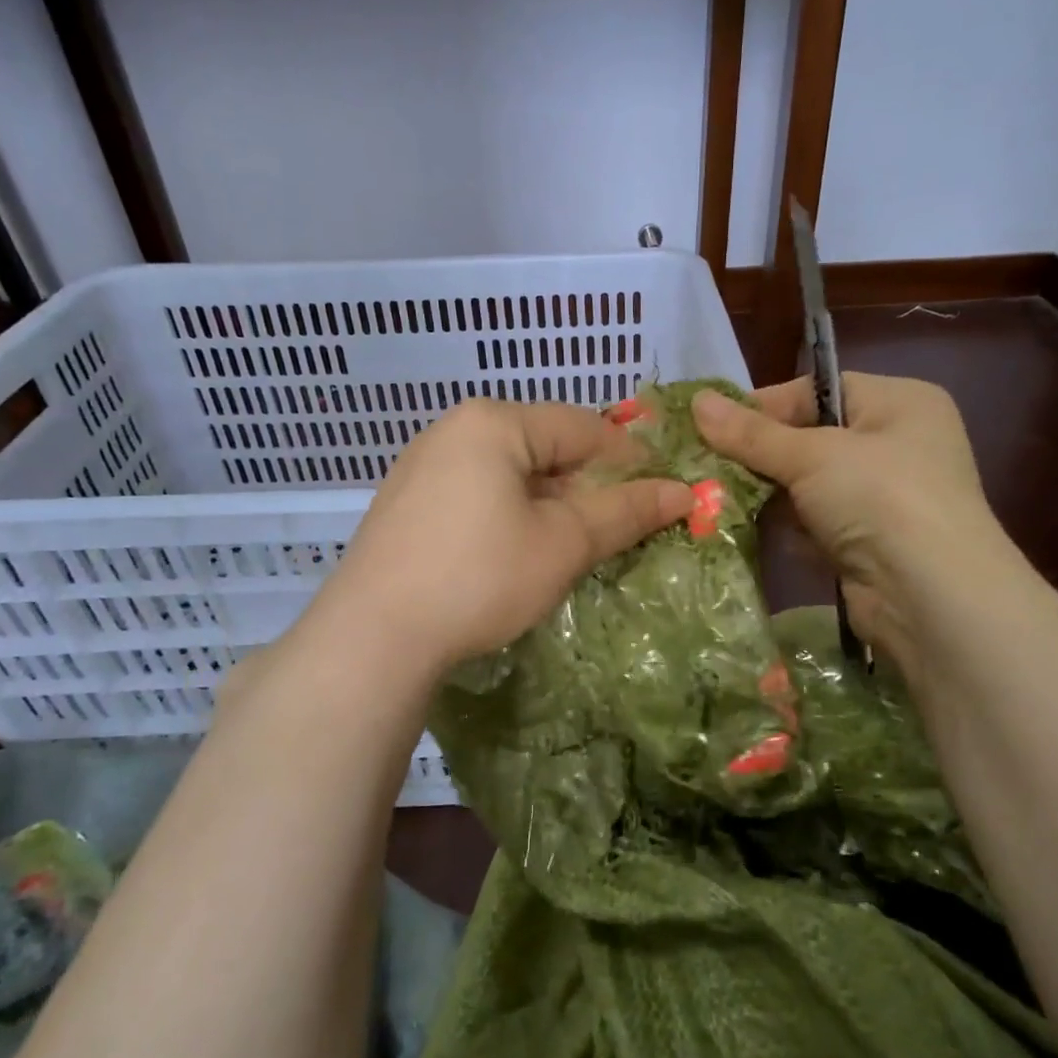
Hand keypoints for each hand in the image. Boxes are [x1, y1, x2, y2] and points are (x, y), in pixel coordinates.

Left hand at [315, 399, 693, 674]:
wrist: (374, 635)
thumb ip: (625, 512)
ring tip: (573, 545)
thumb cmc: (480, 577)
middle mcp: (454, 430)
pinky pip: (477, 494)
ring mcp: (423, 466)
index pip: (583, 426)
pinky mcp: (407, 504)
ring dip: (551, 504)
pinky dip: (511, 515)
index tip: (661, 497)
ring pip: (510, 473)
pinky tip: (518, 553)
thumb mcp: (563, 543)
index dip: (629, 461)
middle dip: (587, 486)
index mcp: (493, 422)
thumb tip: (684, 493)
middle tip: (618, 529)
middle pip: (544, 446)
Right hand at [692, 375, 1016, 653]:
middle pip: (811, 439)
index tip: (713, 425)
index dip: (763, 406)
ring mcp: (886, 498)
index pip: (817, 390)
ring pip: (811, 486)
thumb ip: (751, 433)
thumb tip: (697, 400)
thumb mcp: (811, 455)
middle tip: (706, 464)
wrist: (931, 596)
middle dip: (761, 455)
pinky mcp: (871, 544)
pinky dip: (787, 527)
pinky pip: (817, 524)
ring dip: (769, 494)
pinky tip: (746, 530)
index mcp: (899, 402)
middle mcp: (898, 444)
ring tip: (715, 497)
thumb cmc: (879, 497)